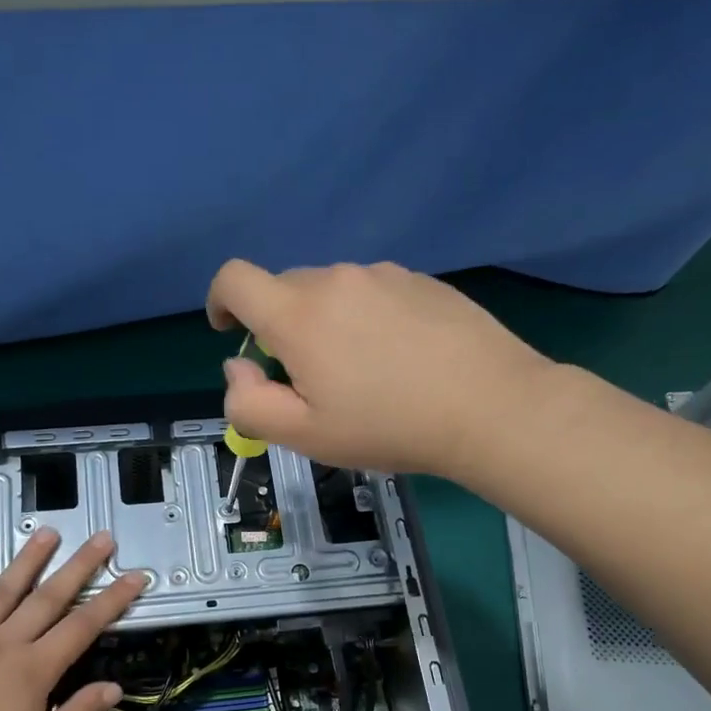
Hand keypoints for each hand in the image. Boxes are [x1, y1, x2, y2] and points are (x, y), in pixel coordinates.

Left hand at [0, 529, 146, 710]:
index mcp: (33, 671)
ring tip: (50, 532)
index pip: (83, 627)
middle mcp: (4, 643)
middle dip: (79, 566)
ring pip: (4, 589)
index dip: (112, 601)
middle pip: (49, 598)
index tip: (134, 577)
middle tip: (102, 538)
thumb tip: (114, 687)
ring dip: (30, 559)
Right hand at [205, 258, 556, 477]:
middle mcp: (336, 279)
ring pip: (331, 292)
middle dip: (278, 328)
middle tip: (308, 380)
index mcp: (298, 314)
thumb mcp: (304, 435)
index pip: (234, 279)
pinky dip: (365, 319)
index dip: (219, 302)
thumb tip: (238, 366)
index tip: (231, 333)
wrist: (491, 407)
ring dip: (325, 324)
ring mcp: (384, 275)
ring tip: (362, 374)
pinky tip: (400, 359)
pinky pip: (372, 293)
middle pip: (283, 289)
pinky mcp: (422, 281)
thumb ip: (248, 403)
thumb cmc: (388, 426)